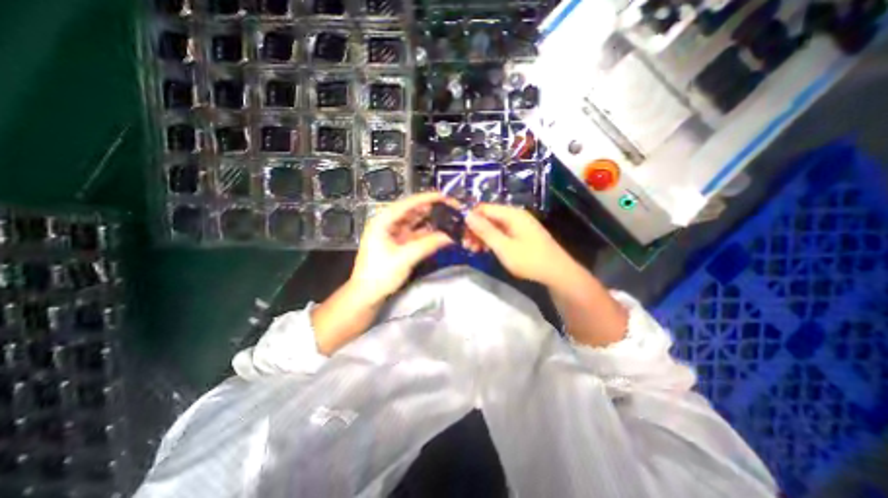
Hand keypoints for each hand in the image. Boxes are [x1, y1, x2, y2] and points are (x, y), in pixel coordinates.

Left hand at [348, 193, 452, 302]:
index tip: (444, 196)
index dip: (426, 198)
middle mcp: (387, 224)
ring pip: (414, 223)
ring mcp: (393, 234)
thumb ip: (427, 245)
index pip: (407, 204)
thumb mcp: (404, 258)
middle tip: (449, 208)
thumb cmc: (380, 274)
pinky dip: (426, 234)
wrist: (366, 295)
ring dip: (429, 221)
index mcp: (383, 221)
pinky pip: (415, 234)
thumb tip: (449, 236)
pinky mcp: (398, 245)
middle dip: (430, 209)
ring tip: (447, 218)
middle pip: (411, 211)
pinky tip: (439, 233)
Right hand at [466, 205, 575, 286]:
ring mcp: (519, 226)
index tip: (460, 232)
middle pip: (488, 217)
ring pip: (494, 226)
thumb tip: (467, 215)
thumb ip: (485, 231)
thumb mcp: (503, 247)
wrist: (558, 273)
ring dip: (482, 236)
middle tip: (465, 245)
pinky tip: (485, 250)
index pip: (484, 208)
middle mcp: (515, 216)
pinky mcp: (521, 235)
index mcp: (512, 214)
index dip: (470, 218)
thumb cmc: (529, 260)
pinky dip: (492, 240)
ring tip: (473, 250)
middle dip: (475, 229)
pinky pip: (501, 233)